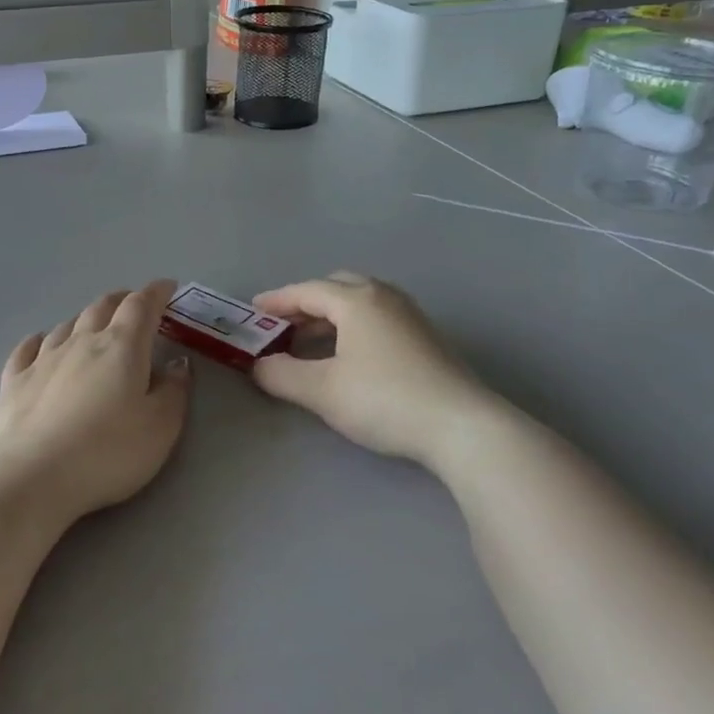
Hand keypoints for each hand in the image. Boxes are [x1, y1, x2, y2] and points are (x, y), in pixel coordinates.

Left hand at [0, 280, 192, 523]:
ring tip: (94, 325)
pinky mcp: (13, 382)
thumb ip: (175, 391)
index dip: (157, 292)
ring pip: (67, 325)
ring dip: (85, 319)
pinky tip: (40, 342)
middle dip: (122, 301)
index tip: (168, 288)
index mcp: (121, 347)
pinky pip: (28, 348)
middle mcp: (81, 342)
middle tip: (135, 305)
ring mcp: (42, 359)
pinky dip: (40, 340)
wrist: (31, 478)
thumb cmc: (107, 452)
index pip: (141, 305)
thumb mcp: (161, 428)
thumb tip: (179, 363)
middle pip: (102, 307)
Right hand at [251, 273, 501, 464]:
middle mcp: (384, 297)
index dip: (276, 301)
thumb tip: (259, 366)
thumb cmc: (384, 399)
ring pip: (359, 303)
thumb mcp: (323, 390)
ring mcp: (409, 315)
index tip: (252, 312)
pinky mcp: (425, 337)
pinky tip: (348, 356)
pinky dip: (352, 327)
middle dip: (305, 304)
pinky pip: (376, 318)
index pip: (306, 291)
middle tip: (281, 327)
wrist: (461, 425)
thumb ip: (282, 375)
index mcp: (356, 300)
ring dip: (330, 316)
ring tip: (309, 343)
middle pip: (335, 288)